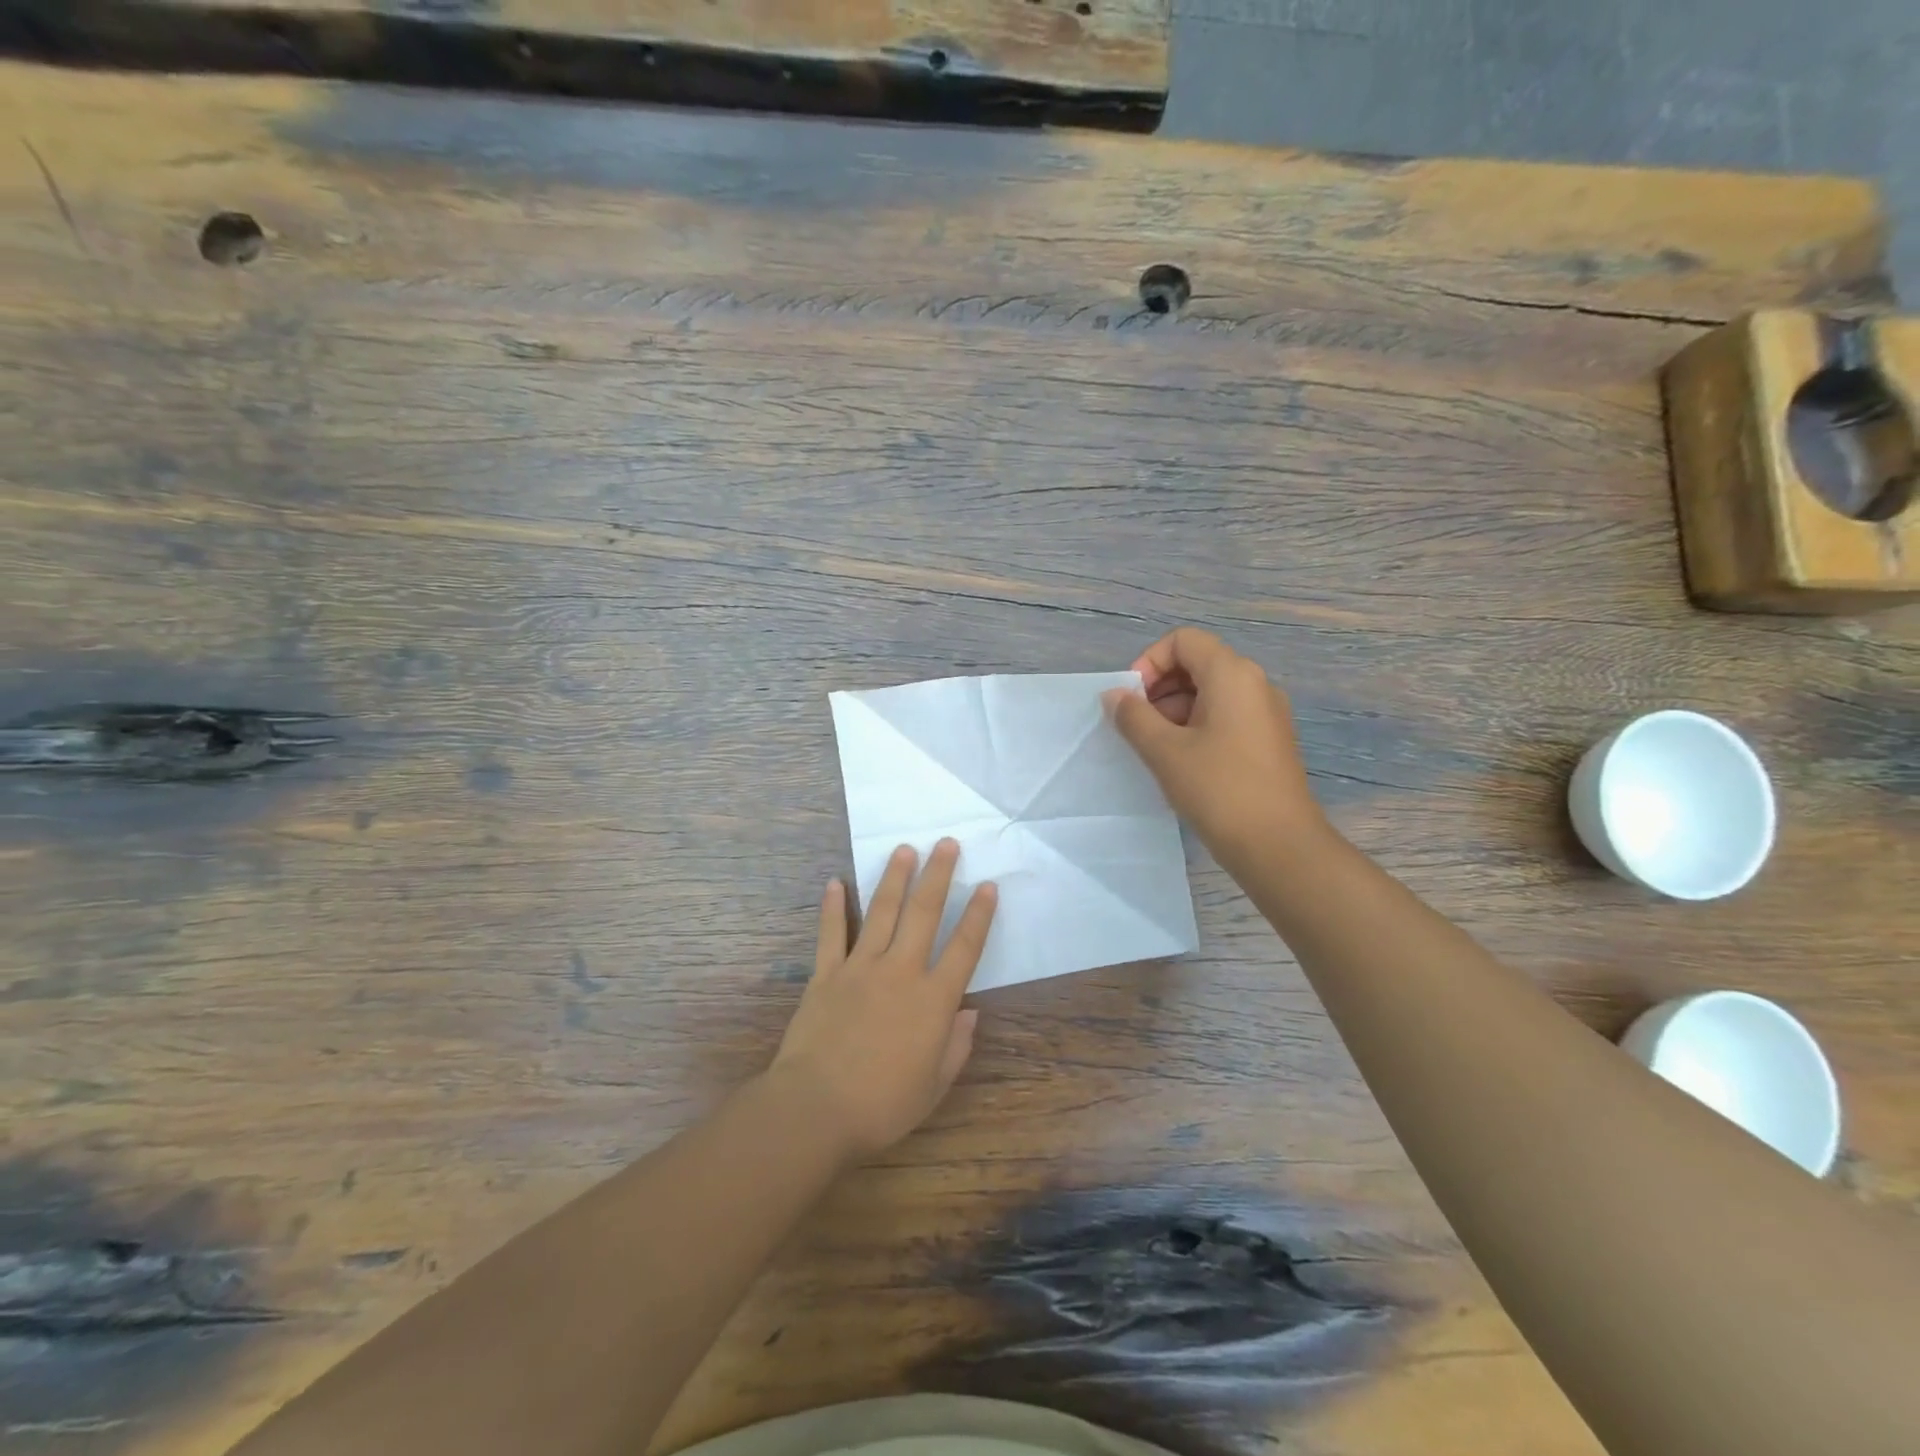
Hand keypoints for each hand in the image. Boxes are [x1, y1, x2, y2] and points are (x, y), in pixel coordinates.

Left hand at [768, 840, 996, 1160]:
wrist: (816, 1108)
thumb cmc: (882, 1105)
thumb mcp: (934, 1087)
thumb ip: (956, 1046)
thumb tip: (970, 1013)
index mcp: (933, 1001)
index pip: (964, 948)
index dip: (979, 915)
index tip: (988, 885)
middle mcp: (900, 972)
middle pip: (923, 914)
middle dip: (938, 876)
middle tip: (946, 843)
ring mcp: (860, 968)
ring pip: (882, 913)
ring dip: (894, 878)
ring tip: (904, 849)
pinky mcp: (826, 974)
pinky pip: (832, 934)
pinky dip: (833, 907)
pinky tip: (834, 882)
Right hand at [1104, 628, 1326, 862]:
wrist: (1279, 845)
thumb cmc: (1218, 789)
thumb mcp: (1164, 751)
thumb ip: (1133, 717)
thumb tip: (1114, 696)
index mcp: (1232, 675)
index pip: (1184, 641)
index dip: (1150, 662)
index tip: (1132, 699)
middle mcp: (1254, 684)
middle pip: (1198, 663)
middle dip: (1160, 688)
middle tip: (1138, 726)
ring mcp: (1266, 713)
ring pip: (1210, 692)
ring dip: (1175, 710)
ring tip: (1156, 749)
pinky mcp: (1268, 741)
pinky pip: (1226, 716)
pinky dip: (1197, 727)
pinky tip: (1181, 763)